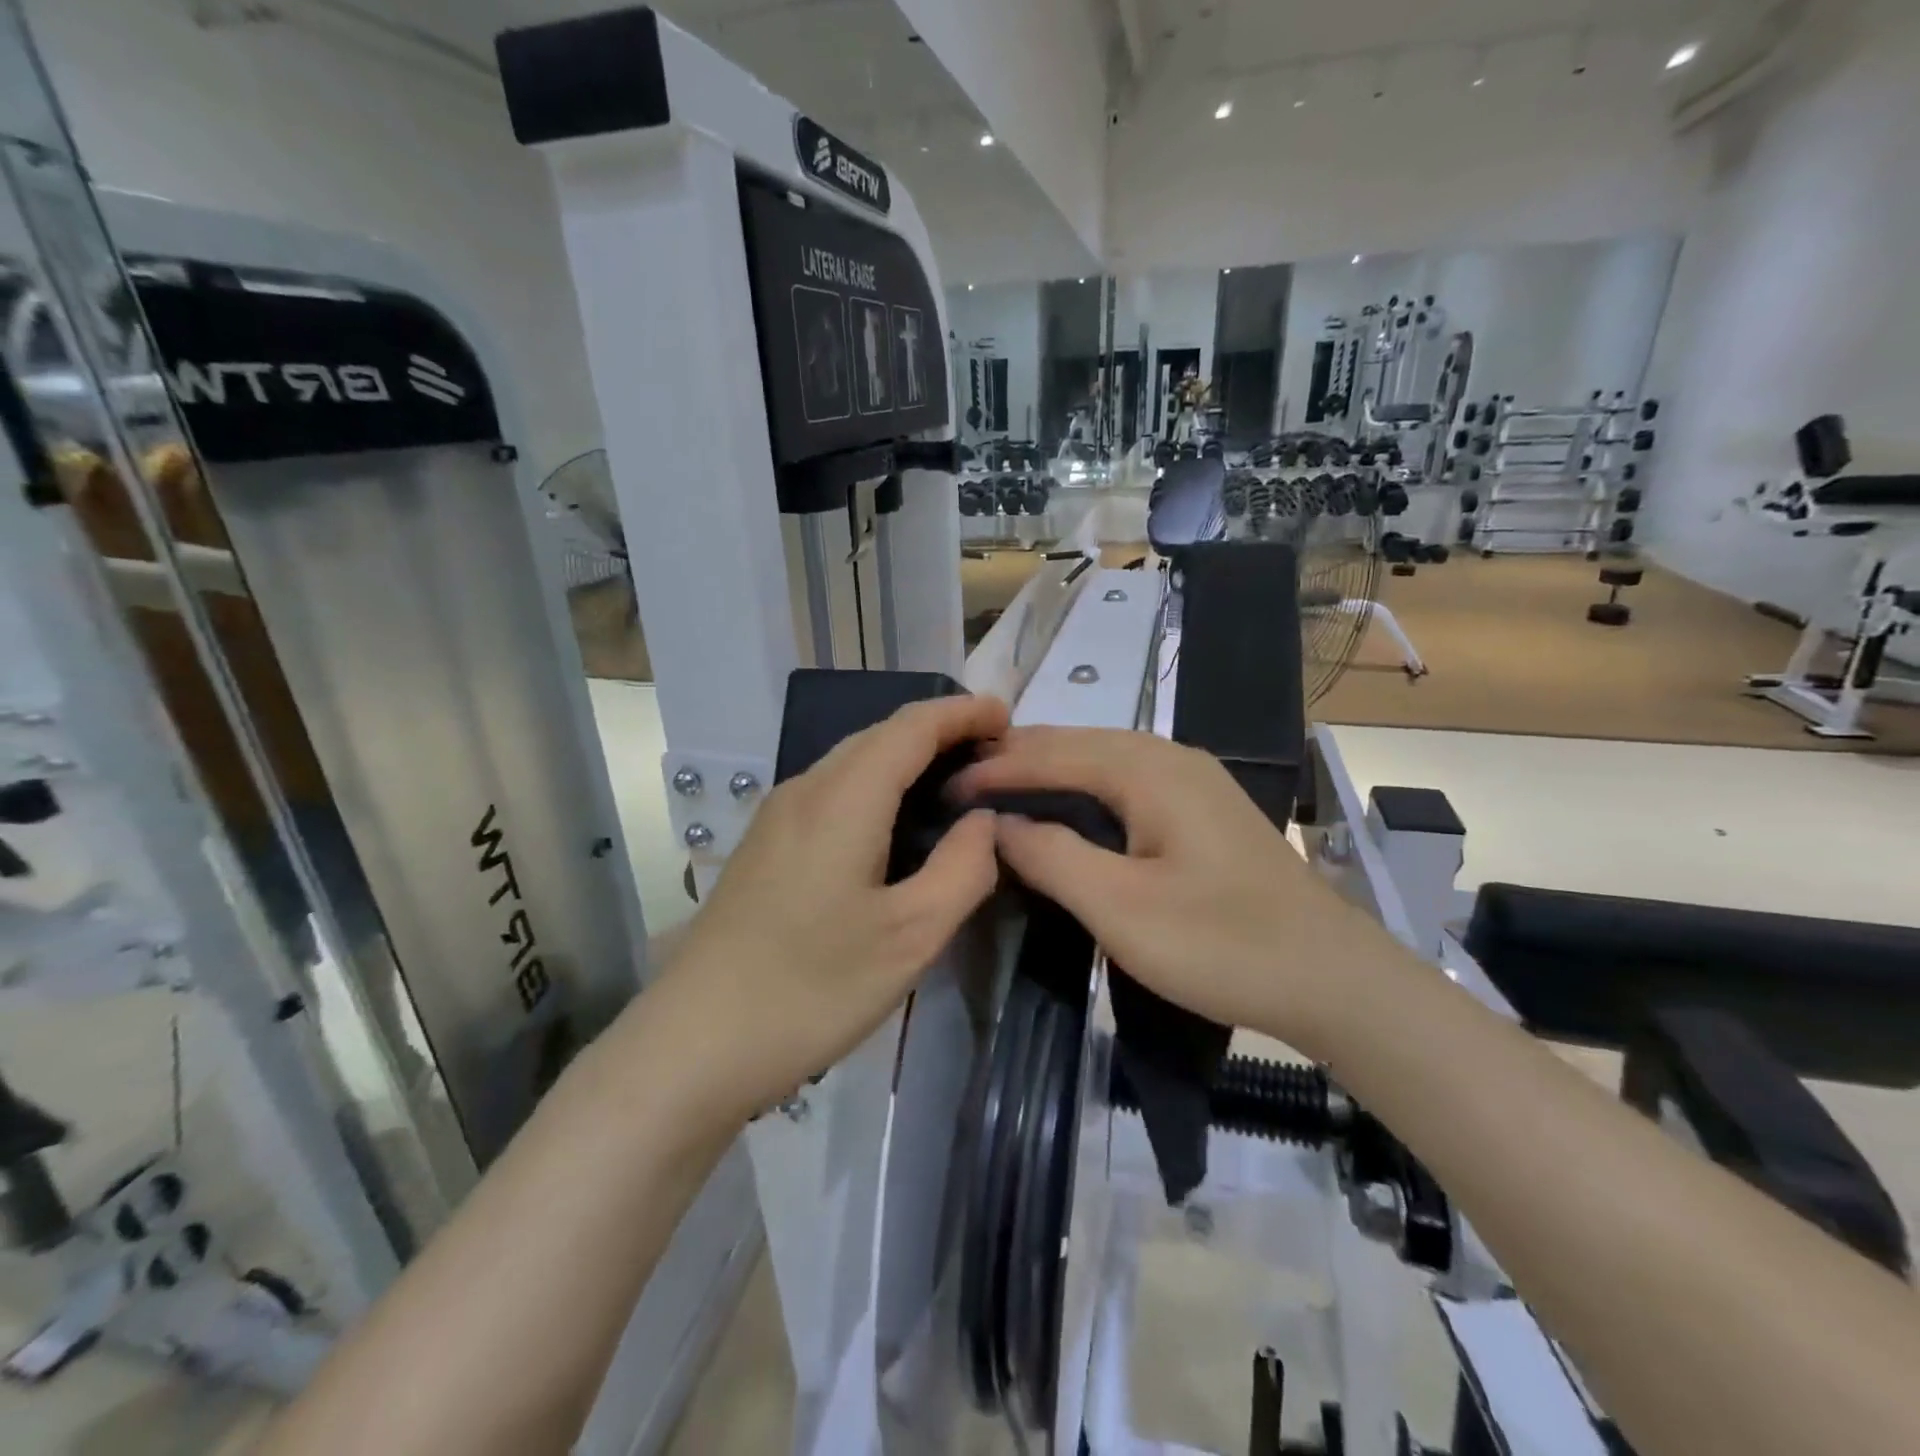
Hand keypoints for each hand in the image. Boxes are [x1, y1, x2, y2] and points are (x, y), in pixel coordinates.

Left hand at [654, 694, 1009, 1122]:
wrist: (693, 1044)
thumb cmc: (811, 989)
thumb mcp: (910, 937)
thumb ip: (963, 868)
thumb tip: (985, 820)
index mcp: (844, 798)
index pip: (912, 726)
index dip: (962, 713)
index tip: (1007, 716)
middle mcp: (806, 789)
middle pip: (881, 735)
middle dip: (939, 731)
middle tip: (993, 755)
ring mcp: (777, 817)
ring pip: (853, 762)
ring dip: (907, 758)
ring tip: (955, 783)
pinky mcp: (765, 846)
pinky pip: (833, 791)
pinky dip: (878, 786)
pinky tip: (896, 824)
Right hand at [952, 727, 1381, 1055]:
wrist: (1331, 978)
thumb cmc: (1220, 944)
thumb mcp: (1120, 907)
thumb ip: (1051, 855)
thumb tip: (998, 824)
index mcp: (1148, 769)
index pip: (1051, 753)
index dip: (995, 769)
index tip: (944, 787)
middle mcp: (1169, 757)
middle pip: (1076, 743)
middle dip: (1016, 759)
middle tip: (962, 784)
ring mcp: (1192, 779)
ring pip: (1101, 758)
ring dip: (1048, 770)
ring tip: (999, 791)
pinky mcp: (1201, 807)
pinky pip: (1124, 780)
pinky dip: (1080, 788)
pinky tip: (1063, 809)